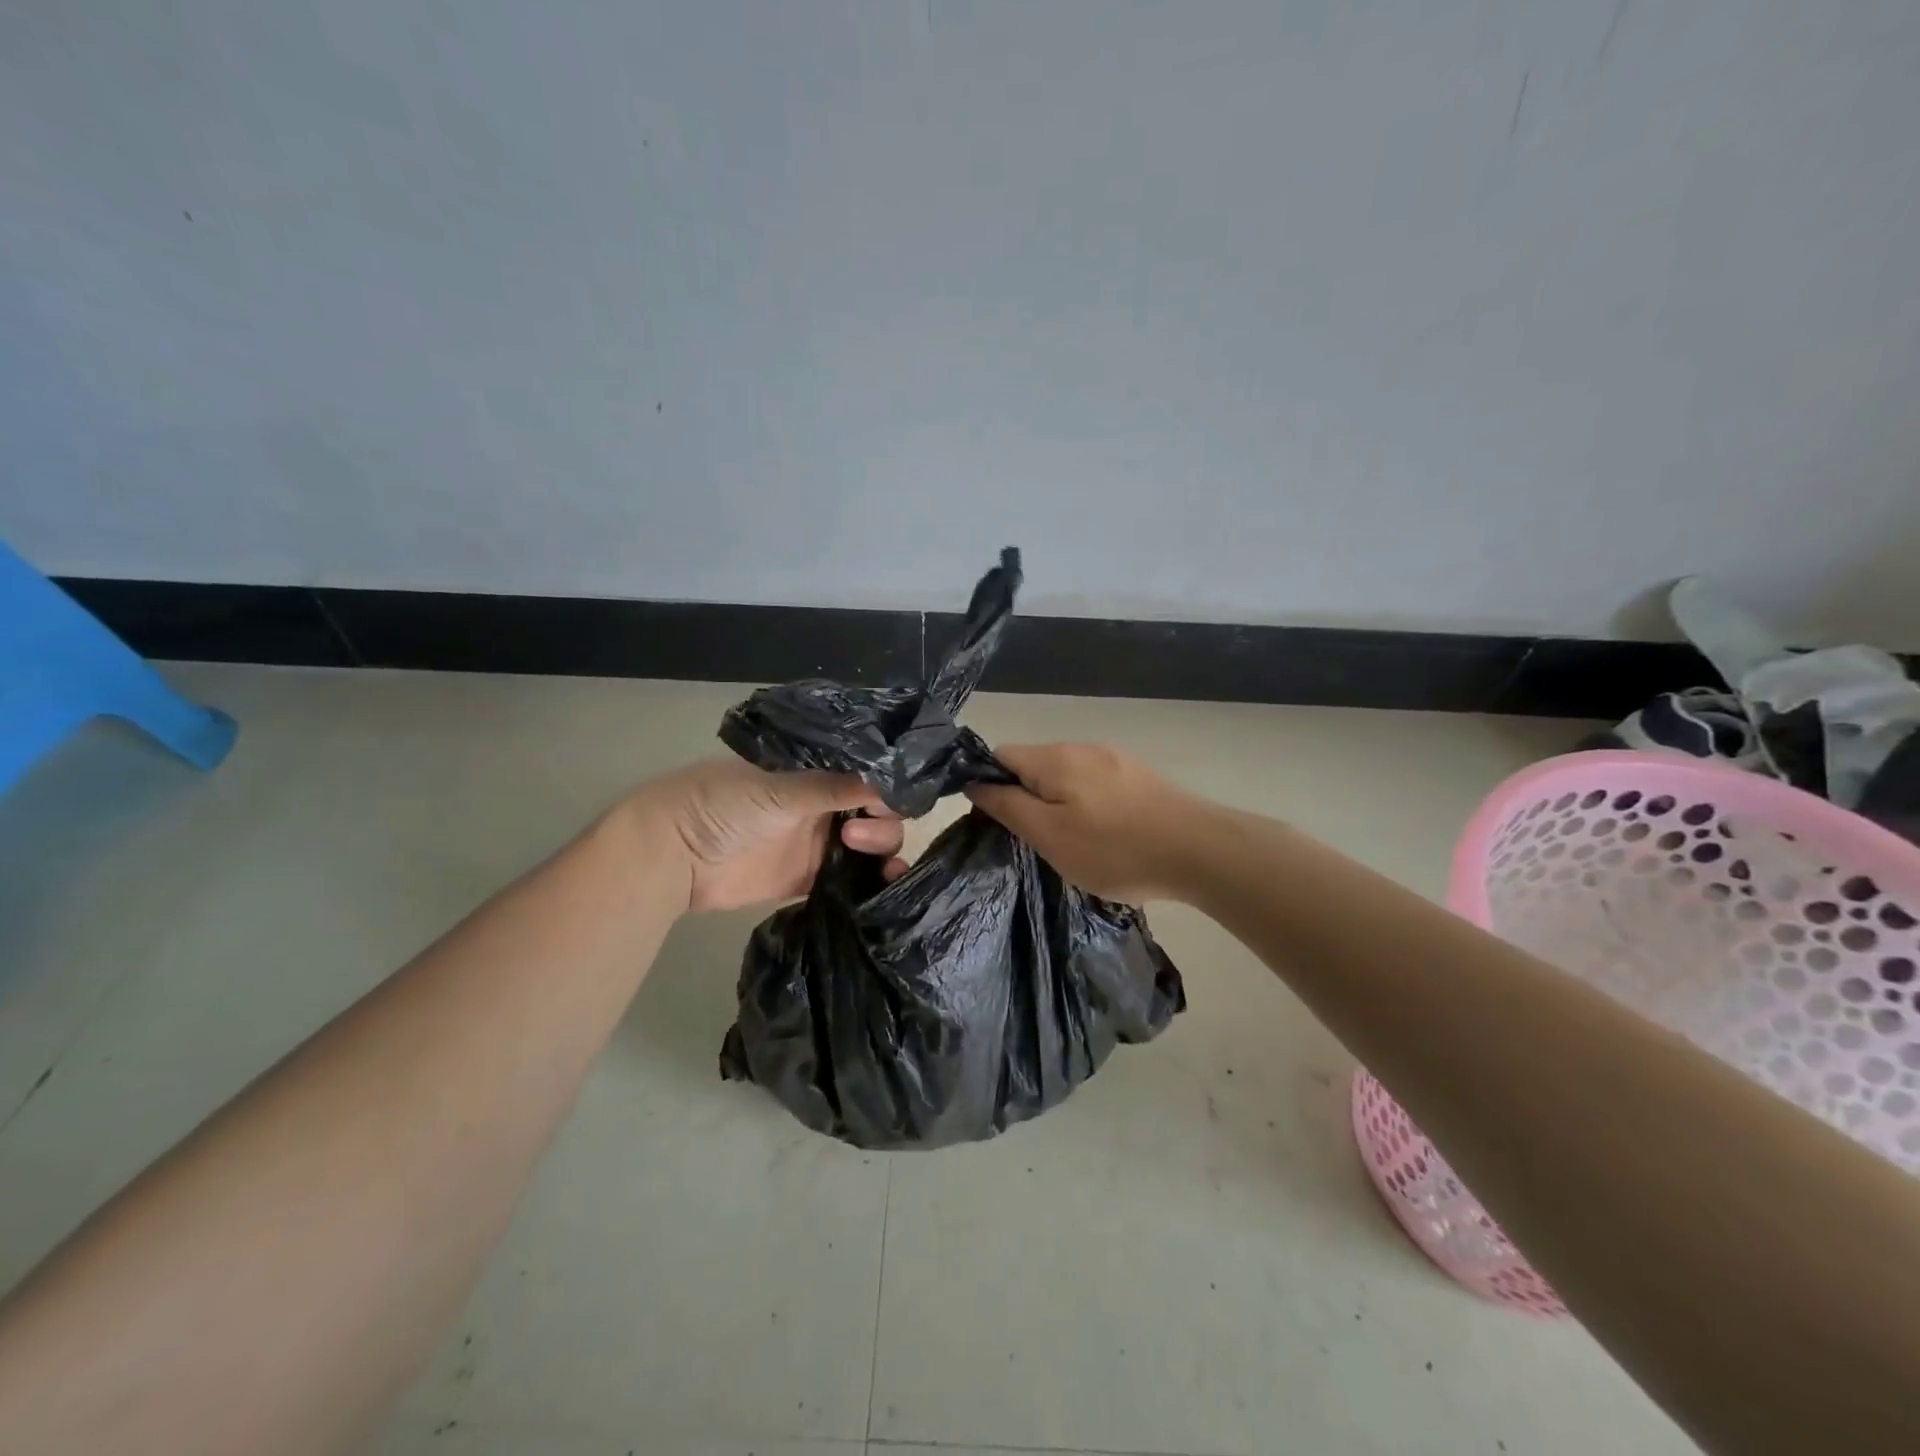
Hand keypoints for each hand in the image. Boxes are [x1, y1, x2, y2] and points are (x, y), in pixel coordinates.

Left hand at [629, 758, 906, 913]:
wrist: (673, 856)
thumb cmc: (722, 805)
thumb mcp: (780, 790)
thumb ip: (833, 787)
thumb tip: (890, 779)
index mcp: (816, 772)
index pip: (866, 777)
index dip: (885, 788)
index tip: (886, 803)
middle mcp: (822, 804)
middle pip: (875, 813)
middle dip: (881, 825)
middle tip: (855, 836)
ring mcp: (816, 843)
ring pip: (868, 847)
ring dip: (884, 854)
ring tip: (882, 869)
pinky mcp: (808, 879)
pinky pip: (849, 879)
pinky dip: (870, 883)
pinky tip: (885, 889)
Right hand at [965, 743, 1199, 901]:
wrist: (1202, 851)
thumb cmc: (1116, 849)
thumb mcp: (1049, 835)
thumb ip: (1008, 806)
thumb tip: (975, 783)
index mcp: (1054, 758)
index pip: (1000, 756)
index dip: (989, 786)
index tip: (998, 823)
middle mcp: (1082, 748)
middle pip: (1034, 766)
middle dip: (1027, 799)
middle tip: (1038, 842)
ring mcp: (1115, 759)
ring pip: (1067, 778)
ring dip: (1059, 805)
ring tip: (1074, 845)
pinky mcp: (1139, 777)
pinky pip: (1096, 786)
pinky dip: (1089, 807)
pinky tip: (1107, 837)